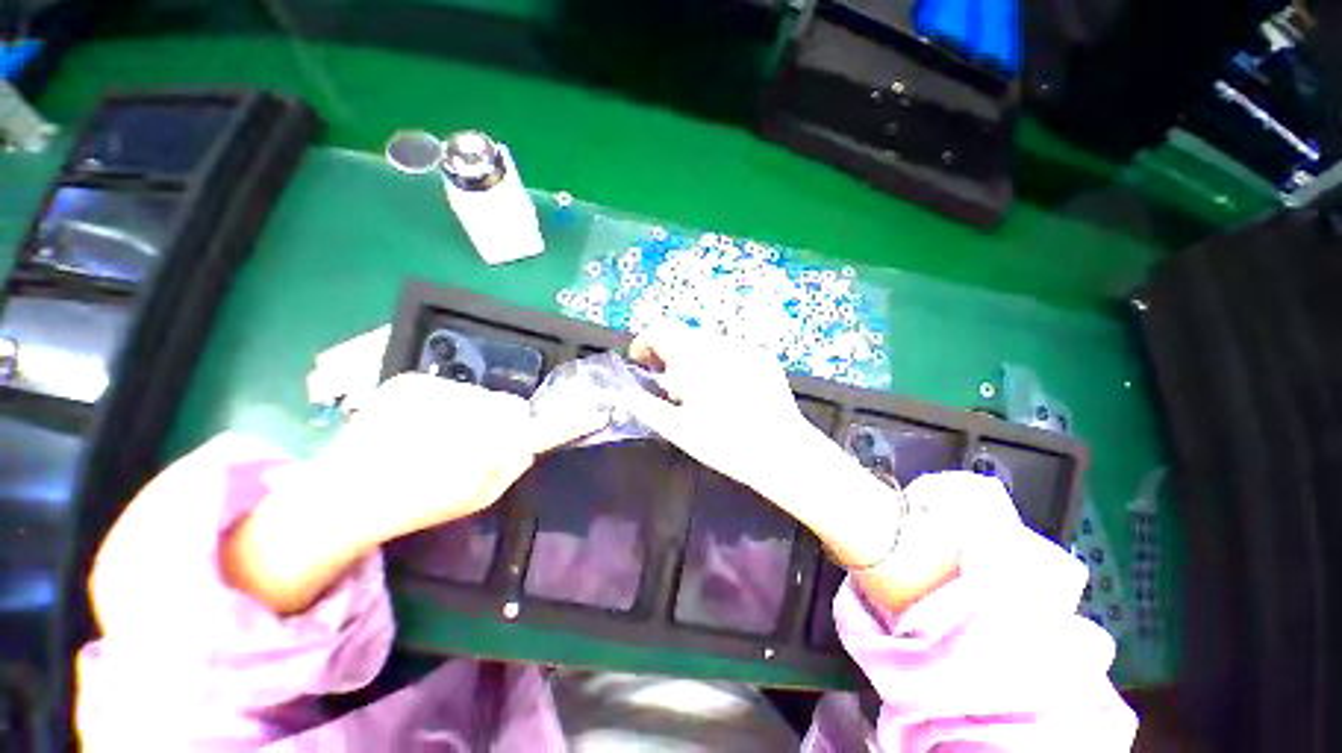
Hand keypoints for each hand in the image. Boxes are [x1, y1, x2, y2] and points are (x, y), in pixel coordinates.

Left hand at [310, 373, 602, 544]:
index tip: (593, 412)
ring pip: (476, 394)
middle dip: (499, 421)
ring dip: (468, 411)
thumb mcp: (479, 494)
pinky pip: (446, 386)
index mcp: (481, 444)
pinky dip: (441, 402)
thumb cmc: (418, 502)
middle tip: (471, 445)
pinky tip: (415, 424)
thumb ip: (513, 463)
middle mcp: (463, 408)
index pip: (540, 422)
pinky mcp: (408, 379)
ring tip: (436, 437)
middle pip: (506, 404)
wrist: (343, 492)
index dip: (568, 418)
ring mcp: (433, 388)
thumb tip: (528, 439)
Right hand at [625, 323, 818, 502]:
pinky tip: (726, 389)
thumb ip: (646, 405)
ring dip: (693, 358)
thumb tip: (627, 391)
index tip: (641, 362)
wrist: (782, 452)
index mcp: (695, 359)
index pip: (660, 331)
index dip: (644, 343)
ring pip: (706, 342)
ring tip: (700, 391)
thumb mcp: (678, 429)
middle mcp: (720, 344)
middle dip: (669, 355)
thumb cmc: (725, 443)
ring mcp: (745, 347)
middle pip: (682, 336)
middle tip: (671, 387)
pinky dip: (717, 362)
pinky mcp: (762, 355)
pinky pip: (729, 350)